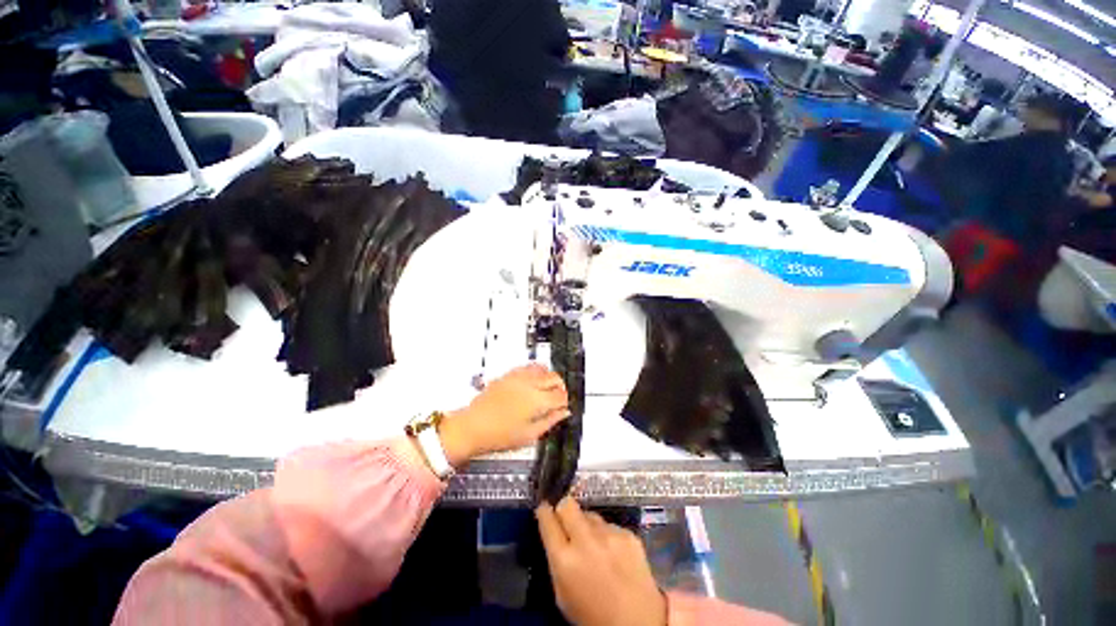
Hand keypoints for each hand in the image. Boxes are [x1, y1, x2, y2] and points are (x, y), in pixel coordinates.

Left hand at [439, 364, 568, 467]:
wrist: (472, 427)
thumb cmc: (498, 435)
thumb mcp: (529, 435)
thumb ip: (550, 421)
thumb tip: (563, 413)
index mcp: (537, 401)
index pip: (561, 395)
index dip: (565, 402)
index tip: (563, 407)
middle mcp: (529, 384)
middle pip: (555, 377)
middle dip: (560, 387)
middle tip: (557, 399)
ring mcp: (518, 377)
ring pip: (542, 368)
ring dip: (548, 377)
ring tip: (546, 389)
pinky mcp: (508, 374)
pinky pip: (528, 367)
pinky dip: (535, 372)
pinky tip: (532, 383)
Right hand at [536, 497, 666, 625]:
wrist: (638, 624)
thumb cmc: (592, 615)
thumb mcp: (562, 594)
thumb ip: (556, 560)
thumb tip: (553, 533)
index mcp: (564, 560)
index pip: (548, 520)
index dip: (544, 512)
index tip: (543, 509)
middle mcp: (585, 541)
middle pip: (567, 504)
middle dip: (563, 509)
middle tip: (566, 519)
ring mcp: (609, 535)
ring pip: (590, 515)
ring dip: (588, 526)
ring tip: (595, 546)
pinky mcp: (628, 534)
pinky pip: (610, 525)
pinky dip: (608, 536)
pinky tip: (614, 554)